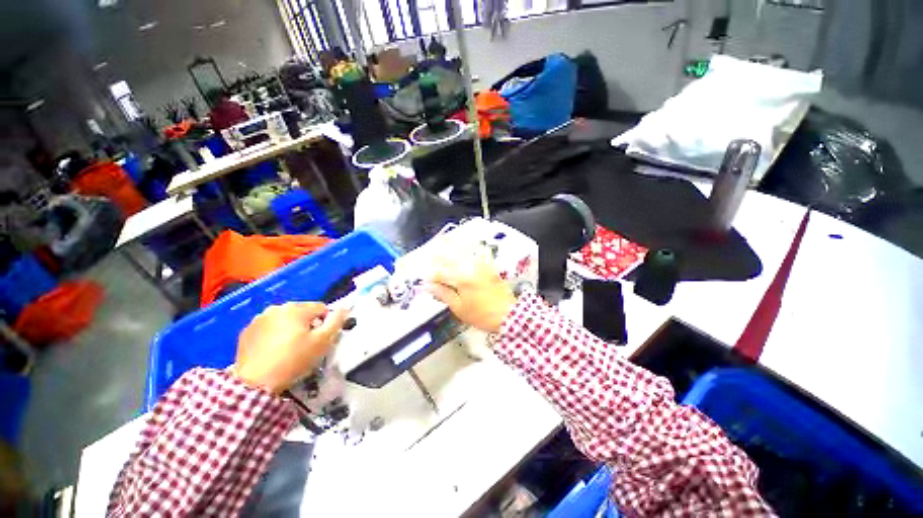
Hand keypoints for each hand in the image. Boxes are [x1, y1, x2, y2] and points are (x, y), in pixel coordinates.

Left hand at [232, 302, 347, 393]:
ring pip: (285, 319)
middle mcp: (276, 308)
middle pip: (302, 312)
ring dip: (291, 328)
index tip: (322, 339)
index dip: (326, 322)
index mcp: (296, 308)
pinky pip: (268, 328)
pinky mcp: (246, 332)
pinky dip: (274, 335)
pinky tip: (274, 350)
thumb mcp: (323, 342)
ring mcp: (259, 319)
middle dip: (308, 324)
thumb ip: (337, 321)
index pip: (322, 308)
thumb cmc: (294, 360)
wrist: (255, 384)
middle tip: (307, 344)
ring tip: (289, 348)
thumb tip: (345, 307)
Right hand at [424, 246, 516, 333]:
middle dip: (438, 255)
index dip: (431, 277)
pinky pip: (480, 253)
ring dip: (453, 247)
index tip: (425, 281)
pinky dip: (471, 249)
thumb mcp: (459, 308)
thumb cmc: (482, 315)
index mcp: (461, 279)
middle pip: (451, 258)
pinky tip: (467, 245)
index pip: (441, 274)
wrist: (509, 315)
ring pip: (465, 252)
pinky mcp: (490, 268)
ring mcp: (482, 266)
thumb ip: (444, 294)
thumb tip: (429, 287)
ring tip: (444, 241)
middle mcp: (471, 268)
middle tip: (430, 252)